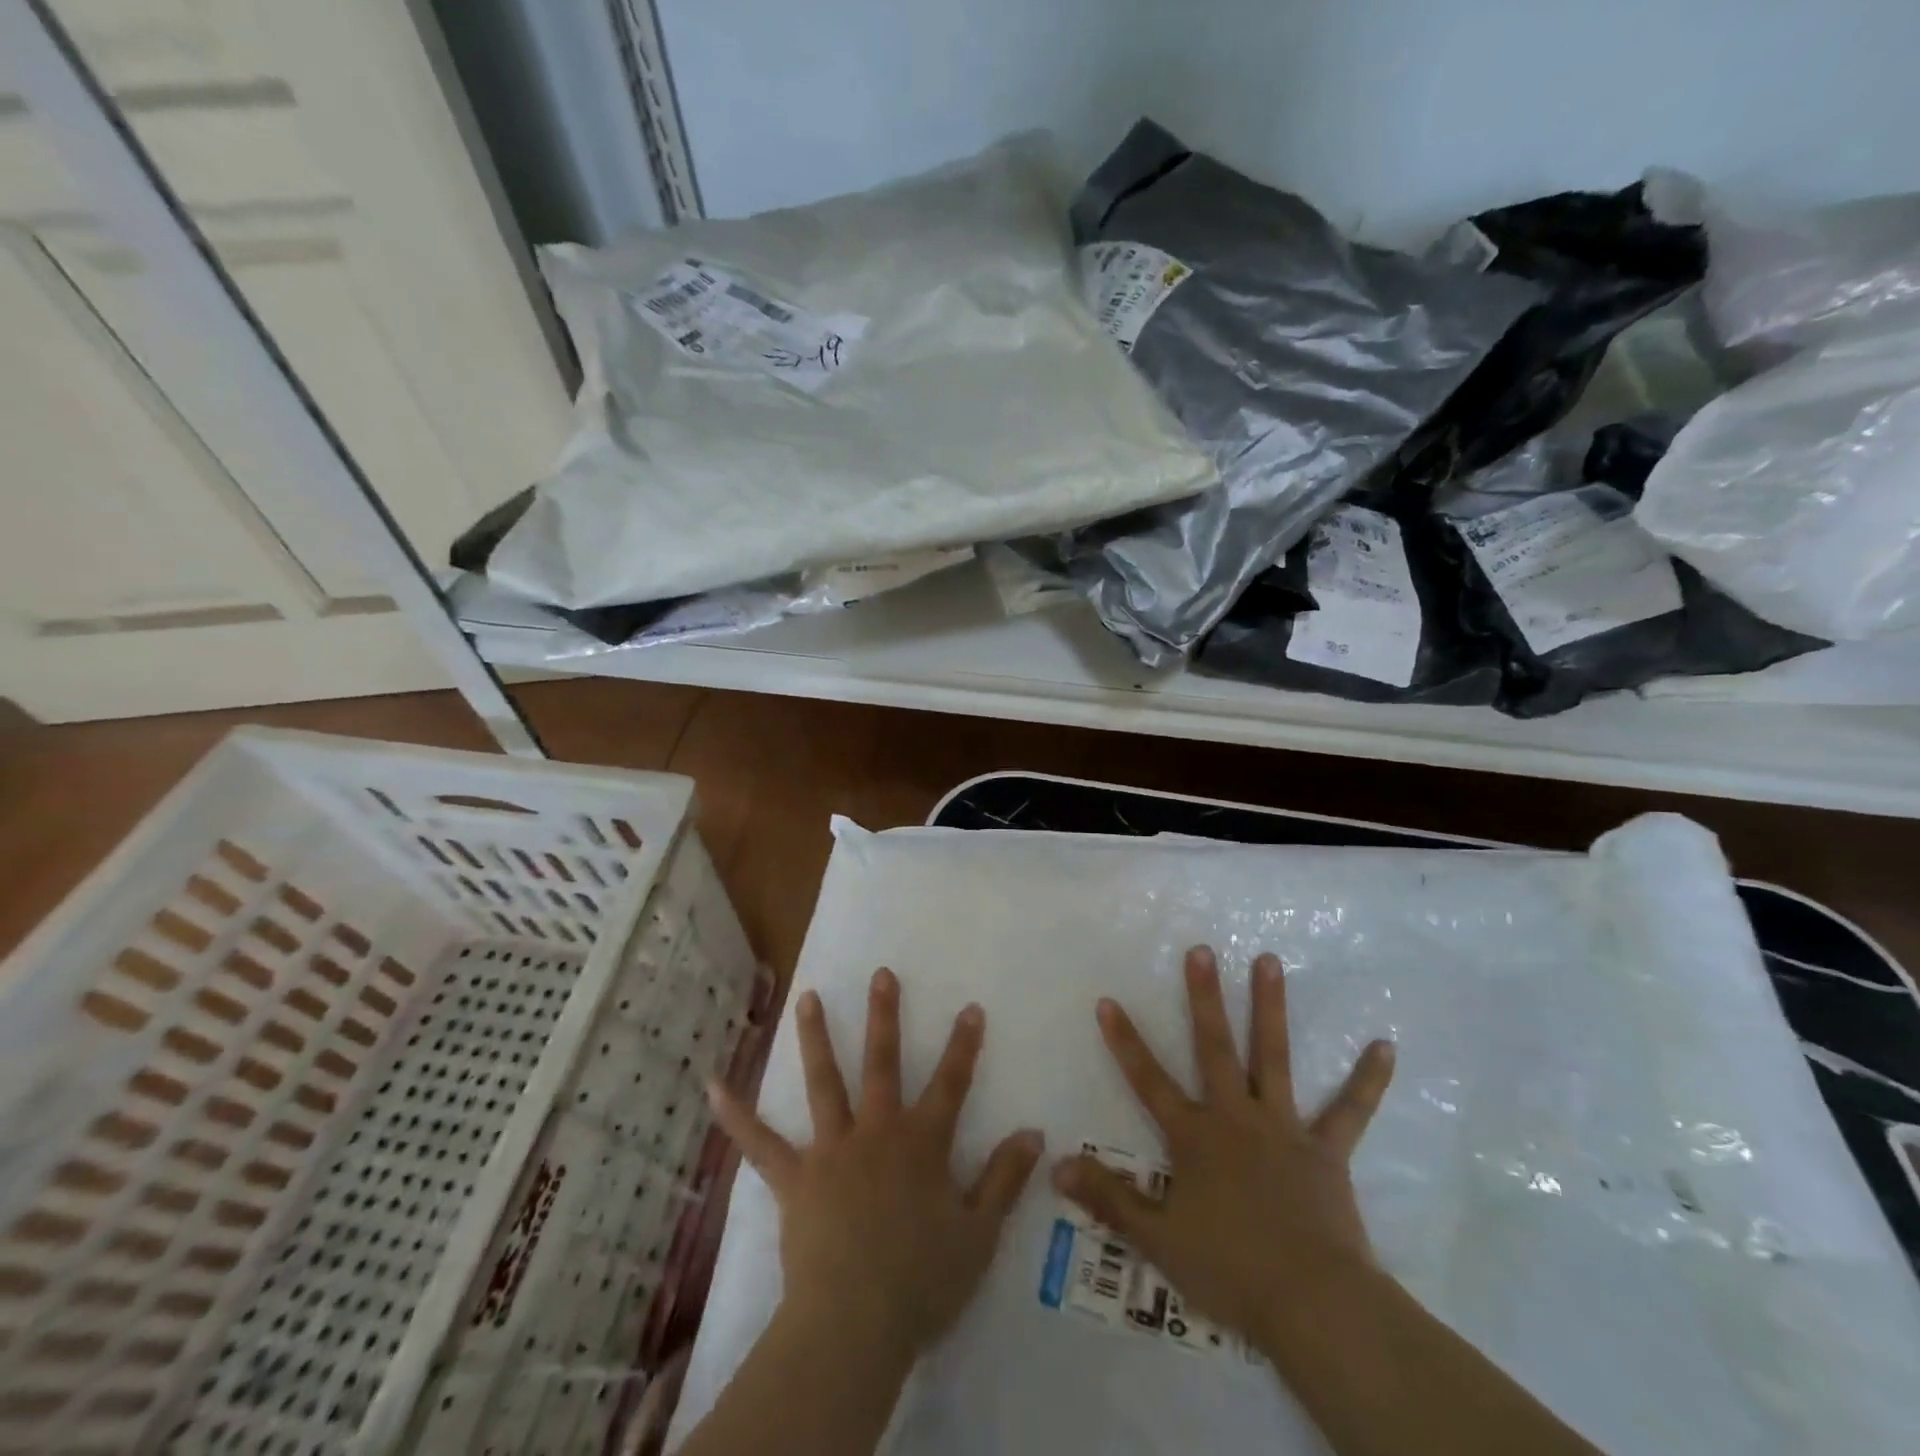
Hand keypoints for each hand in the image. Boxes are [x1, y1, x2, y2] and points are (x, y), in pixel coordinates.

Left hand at [708, 967, 1044, 1357]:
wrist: (855, 1324)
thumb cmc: (922, 1281)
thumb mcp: (979, 1234)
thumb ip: (1005, 1179)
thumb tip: (1035, 1134)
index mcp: (922, 1144)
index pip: (951, 1083)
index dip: (963, 1045)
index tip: (969, 1007)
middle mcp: (876, 1132)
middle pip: (883, 1063)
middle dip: (884, 1015)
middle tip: (880, 974)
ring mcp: (831, 1150)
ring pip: (825, 1083)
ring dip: (816, 1037)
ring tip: (808, 998)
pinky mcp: (795, 1178)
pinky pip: (761, 1144)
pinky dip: (737, 1115)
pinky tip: (713, 1085)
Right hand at [1053, 946, 1395, 1346]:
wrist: (1313, 1304)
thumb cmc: (1230, 1269)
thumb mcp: (1158, 1239)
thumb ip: (1108, 1198)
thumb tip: (1056, 1165)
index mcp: (1195, 1137)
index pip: (1149, 1080)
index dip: (1125, 1042)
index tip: (1108, 999)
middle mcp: (1237, 1118)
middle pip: (1215, 1047)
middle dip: (1204, 997)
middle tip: (1201, 949)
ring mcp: (1284, 1129)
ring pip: (1274, 1057)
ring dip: (1271, 1008)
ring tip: (1269, 960)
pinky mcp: (1327, 1151)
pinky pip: (1350, 1111)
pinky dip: (1367, 1080)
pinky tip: (1385, 1047)